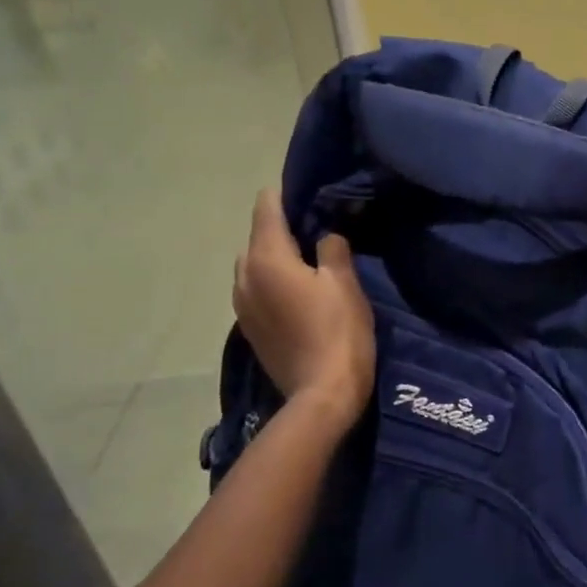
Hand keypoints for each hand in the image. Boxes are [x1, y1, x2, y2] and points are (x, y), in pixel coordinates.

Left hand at [233, 189, 374, 427]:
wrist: (321, 394)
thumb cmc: (337, 332)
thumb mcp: (344, 283)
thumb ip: (332, 248)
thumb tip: (325, 236)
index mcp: (266, 258)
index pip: (266, 207)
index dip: (287, 194)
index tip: (312, 191)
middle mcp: (244, 276)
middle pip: (258, 236)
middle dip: (283, 228)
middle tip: (318, 230)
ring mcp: (241, 304)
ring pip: (255, 264)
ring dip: (277, 257)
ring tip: (310, 262)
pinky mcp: (248, 327)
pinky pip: (257, 289)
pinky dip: (274, 281)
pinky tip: (299, 293)